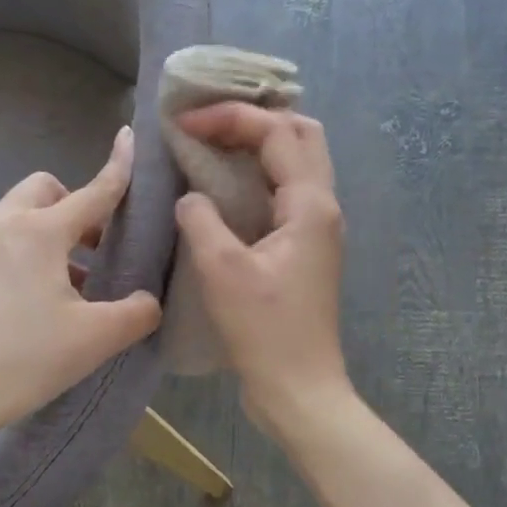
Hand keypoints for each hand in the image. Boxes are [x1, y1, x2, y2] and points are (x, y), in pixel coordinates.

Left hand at [0, 127, 161, 431]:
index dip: (117, 168)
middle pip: (42, 191)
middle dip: (70, 206)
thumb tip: (148, 301)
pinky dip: (8, 261)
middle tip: (90, 248)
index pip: (92, 192)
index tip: (128, 138)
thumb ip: (137, 313)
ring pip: (10, 221)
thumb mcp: (95, 340)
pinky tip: (13, 308)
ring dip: (39, 238)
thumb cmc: (25, 359)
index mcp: (39, 232)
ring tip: (55, 288)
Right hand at [173, 105, 351, 434]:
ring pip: (297, 162)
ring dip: (258, 145)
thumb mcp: (222, 270)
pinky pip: (286, 192)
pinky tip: (224, 187)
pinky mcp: (306, 248)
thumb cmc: (264, 330)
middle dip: (254, 119)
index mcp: (310, 204)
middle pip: (301, 135)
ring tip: (213, 144)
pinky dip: (257, 175)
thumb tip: (191, 197)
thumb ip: (201, 219)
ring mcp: (318, 228)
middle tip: (208, 124)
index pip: (276, 132)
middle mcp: (323, 206)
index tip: (183, 123)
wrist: (299, 389)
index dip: (230, 118)